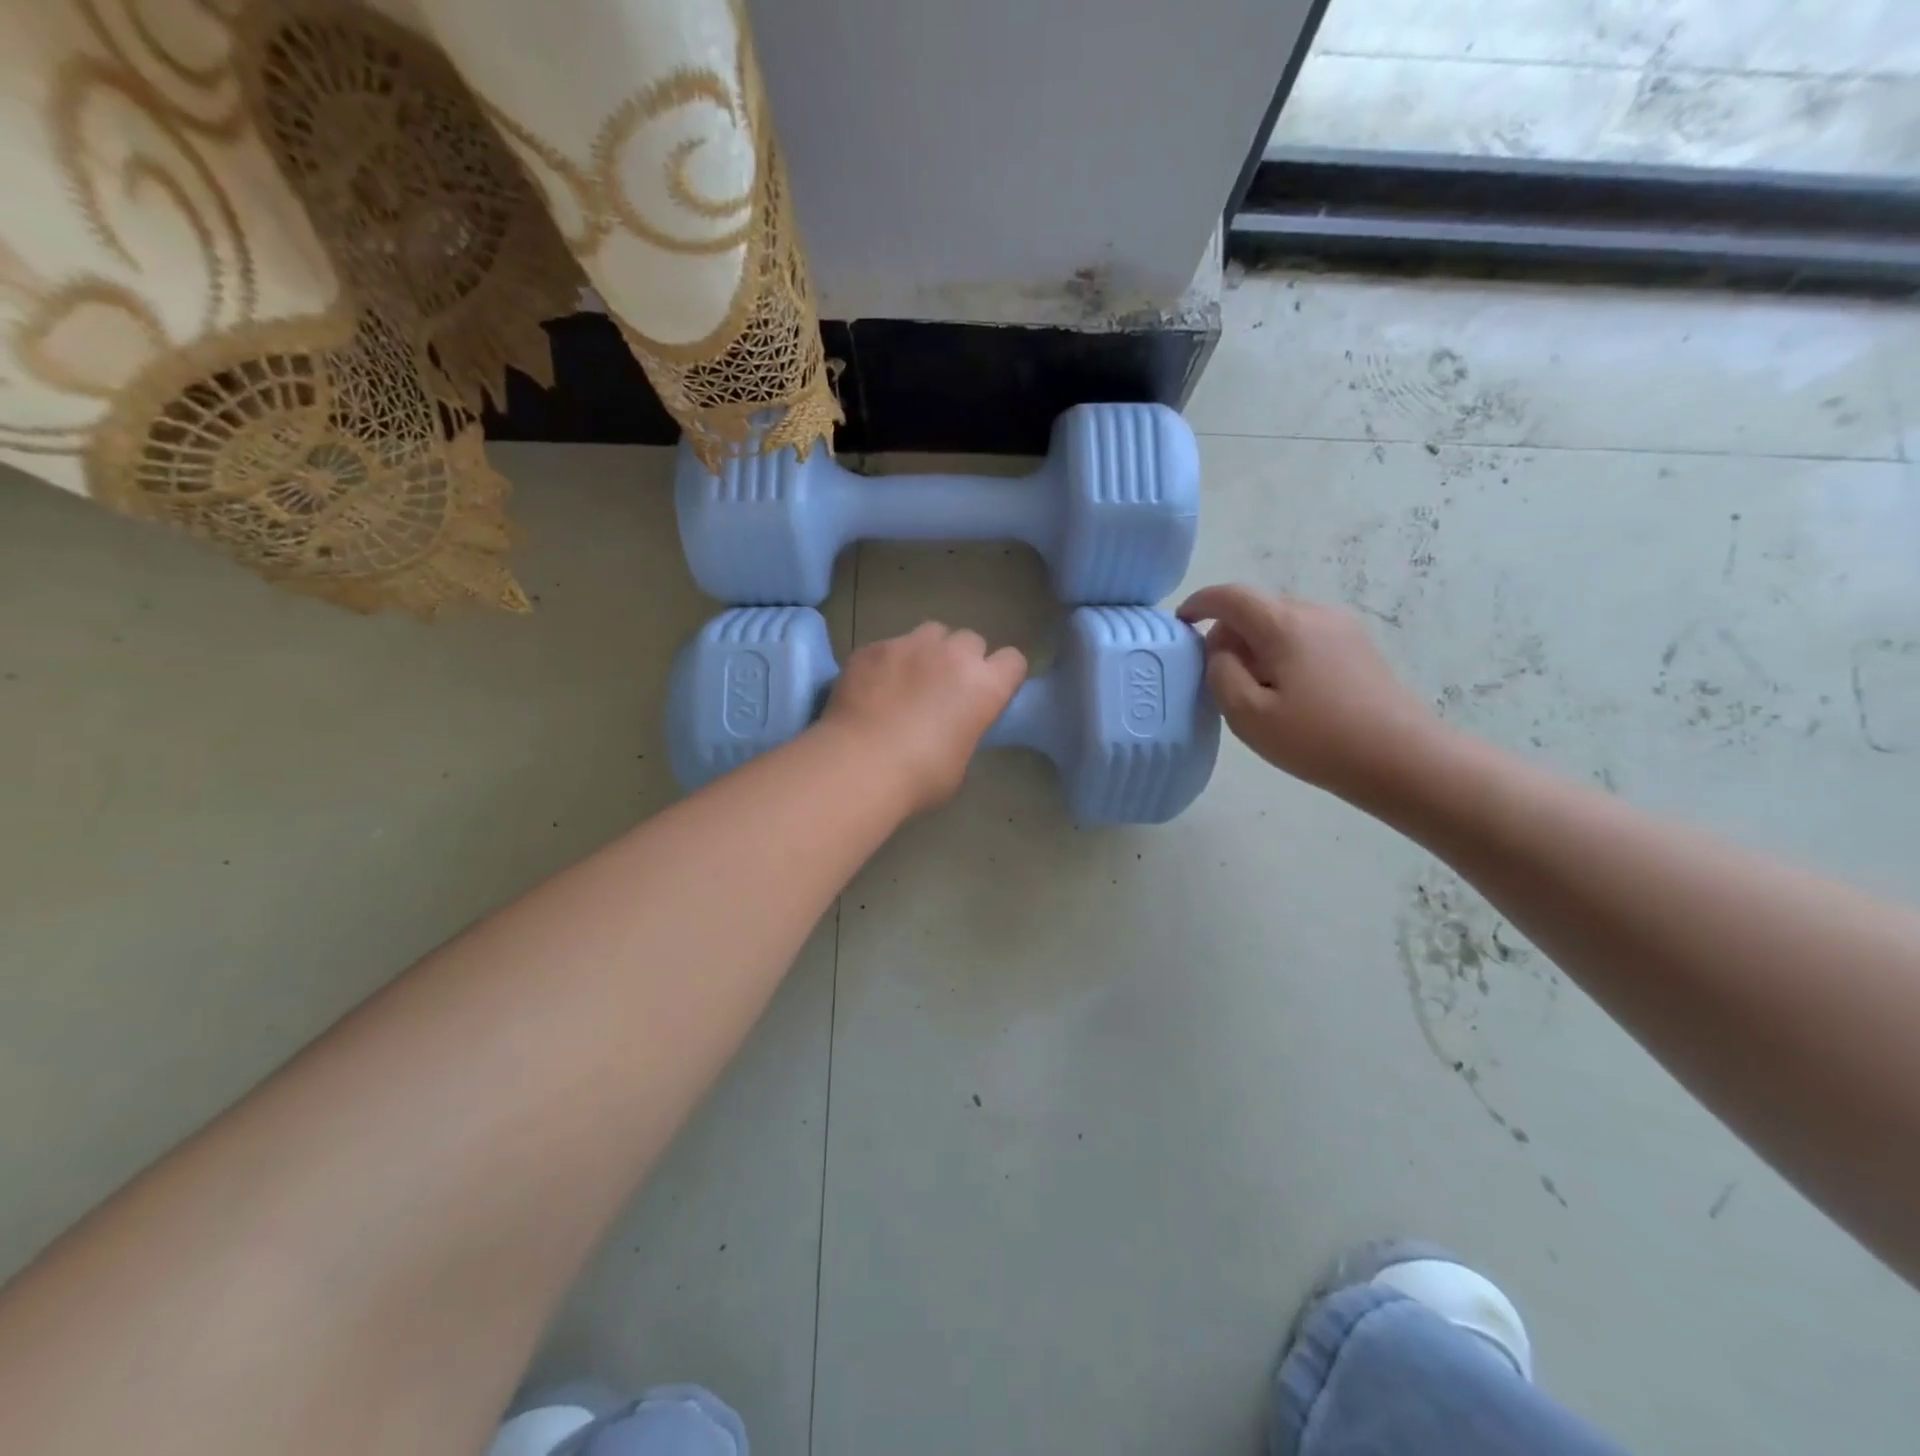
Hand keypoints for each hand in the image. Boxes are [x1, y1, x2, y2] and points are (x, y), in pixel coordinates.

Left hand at [819, 623, 1026, 813]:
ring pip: (931, 633)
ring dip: (927, 651)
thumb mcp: (960, 761)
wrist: (859, 765)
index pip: (1013, 661)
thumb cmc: (919, 776)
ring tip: (909, 678)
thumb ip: (965, 729)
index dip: (1002, 675)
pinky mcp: (873, 647)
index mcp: (985, 686)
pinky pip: (889, 645)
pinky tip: (872, 687)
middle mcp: (953, 655)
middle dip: (962, 658)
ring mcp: (910, 645)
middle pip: (971, 640)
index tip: (988, 692)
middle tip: (945, 687)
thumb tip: (953, 725)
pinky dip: (887, 662)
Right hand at [1177, 584, 1442, 803]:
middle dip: (1229, 630)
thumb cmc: (1316, 738)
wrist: (1401, 759)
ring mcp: (1342, 628)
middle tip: (1217, 672)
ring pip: (1282, 621)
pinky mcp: (1358, 647)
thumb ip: (1220, 673)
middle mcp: (1314, 613)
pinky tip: (1287, 690)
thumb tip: (1221, 650)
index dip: (1200, 603)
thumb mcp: (1247, 714)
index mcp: (1284, 625)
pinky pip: (1306, 635)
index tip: (1182, 622)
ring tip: (1253, 687)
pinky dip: (1282, 650)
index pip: (1231, 596)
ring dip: (1257, 643)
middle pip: (1258, 606)